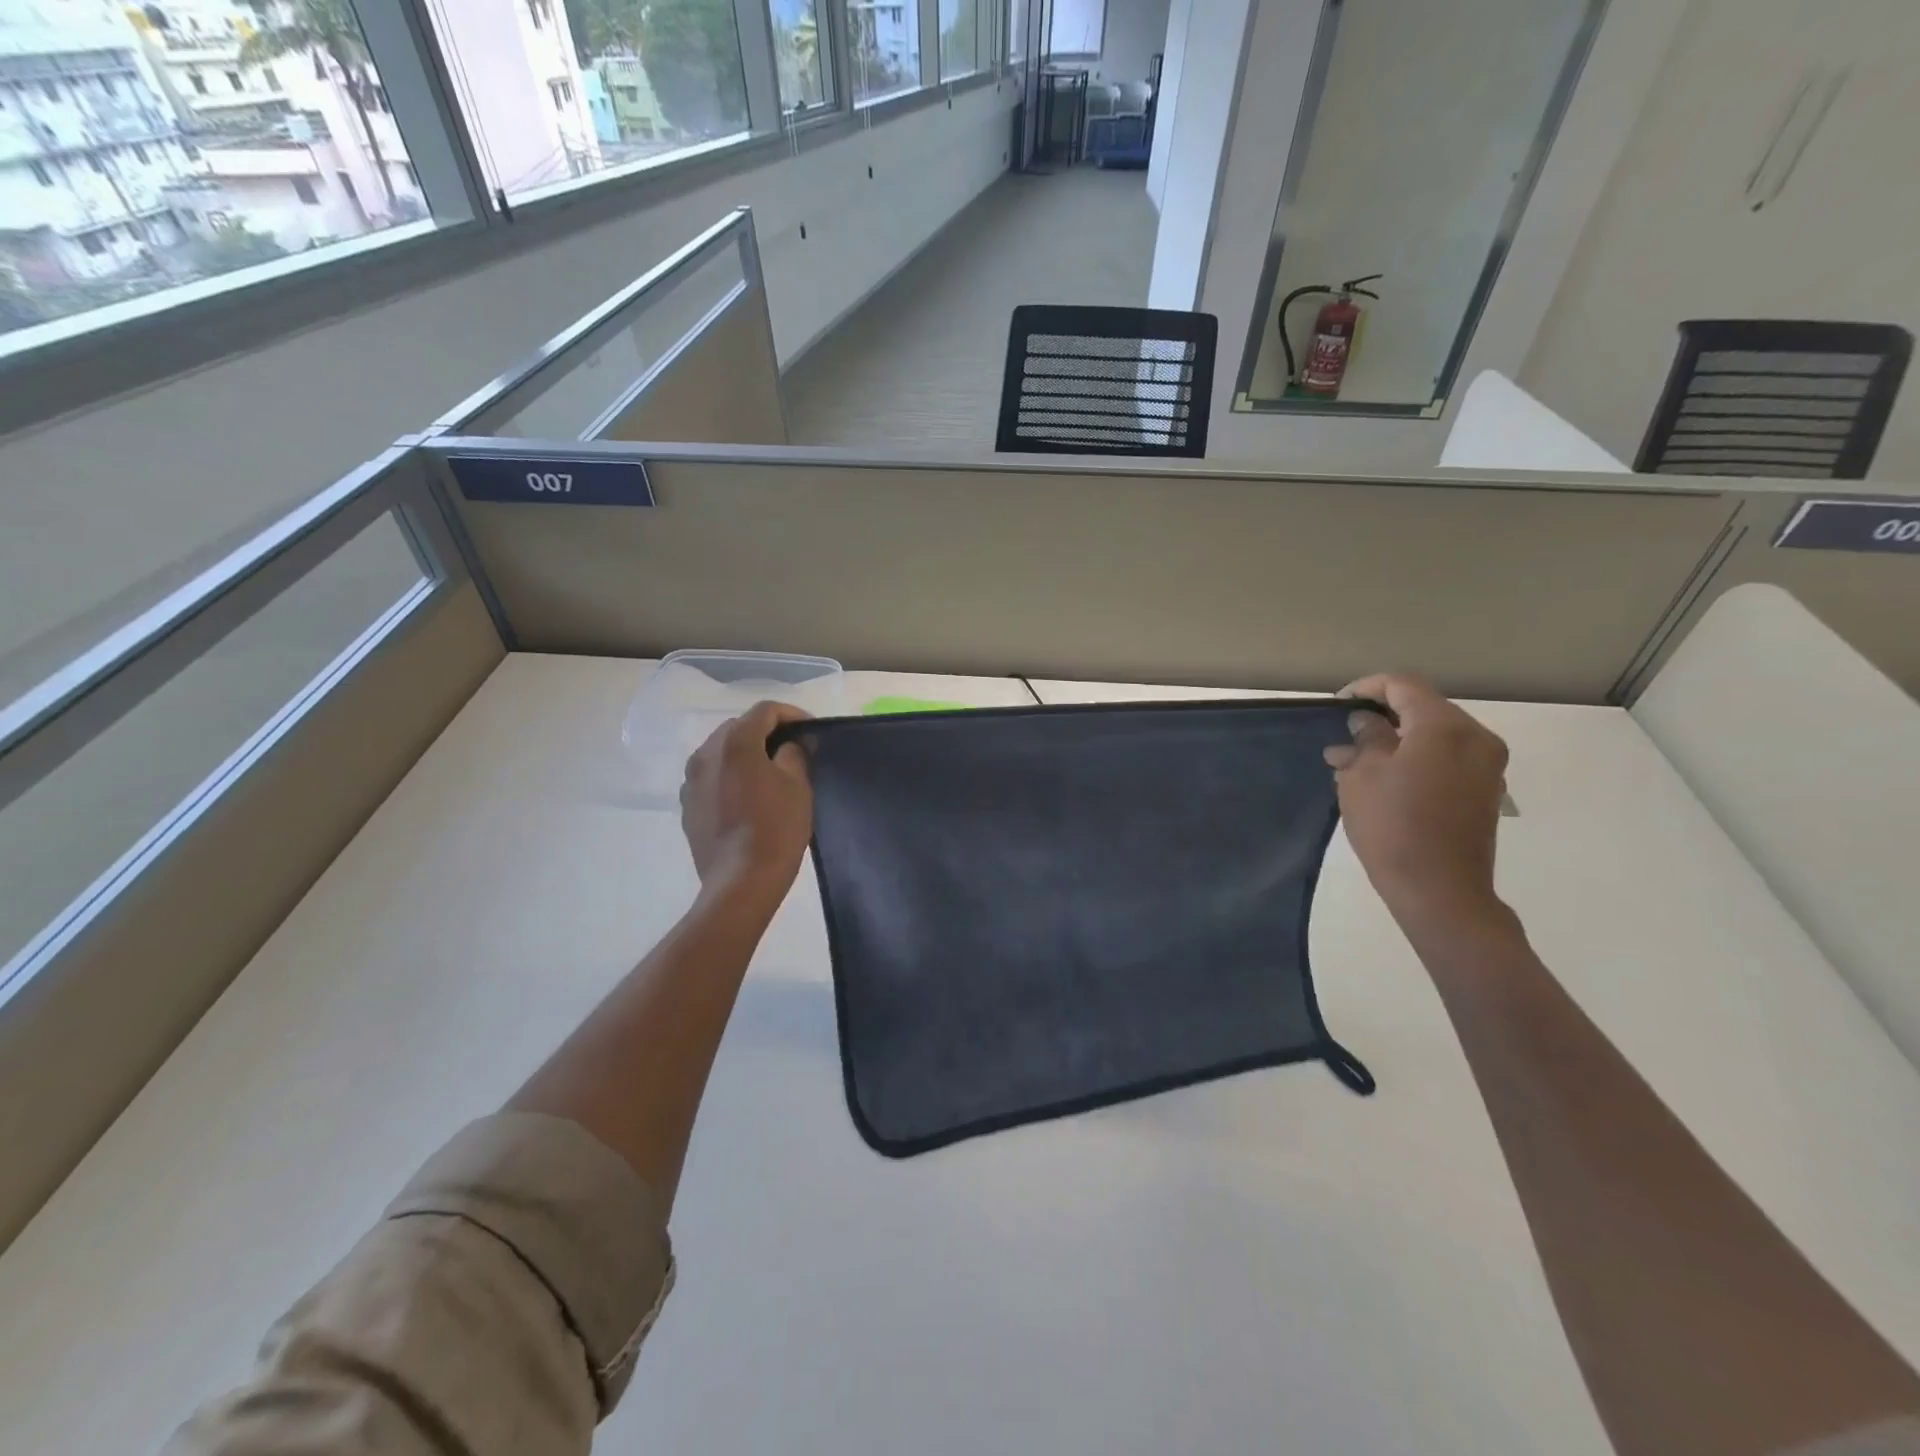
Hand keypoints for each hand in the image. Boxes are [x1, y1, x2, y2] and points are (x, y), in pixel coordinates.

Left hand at [680, 701, 812, 906]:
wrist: (741, 882)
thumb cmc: (776, 829)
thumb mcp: (798, 785)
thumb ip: (794, 753)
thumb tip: (790, 744)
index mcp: (735, 742)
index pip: (765, 711)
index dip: (792, 714)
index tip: (810, 731)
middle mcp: (705, 753)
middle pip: (739, 727)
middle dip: (767, 732)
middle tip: (792, 749)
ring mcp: (691, 780)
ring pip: (721, 752)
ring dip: (746, 753)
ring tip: (769, 772)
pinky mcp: (687, 805)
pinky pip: (711, 777)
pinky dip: (730, 776)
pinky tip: (748, 796)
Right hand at [1323, 674, 1509, 929]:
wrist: (1440, 890)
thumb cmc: (1393, 827)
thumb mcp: (1362, 776)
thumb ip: (1364, 739)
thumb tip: (1364, 723)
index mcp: (1445, 726)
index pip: (1403, 685)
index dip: (1366, 688)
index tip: (1337, 704)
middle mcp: (1476, 737)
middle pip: (1424, 707)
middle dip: (1383, 715)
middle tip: (1345, 734)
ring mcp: (1487, 765)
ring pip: (1436, 733)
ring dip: (1399, 738)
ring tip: (1360, 759)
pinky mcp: (1486, 790)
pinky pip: (1448, 757)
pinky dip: (1418, 757)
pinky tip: (1388, 778)